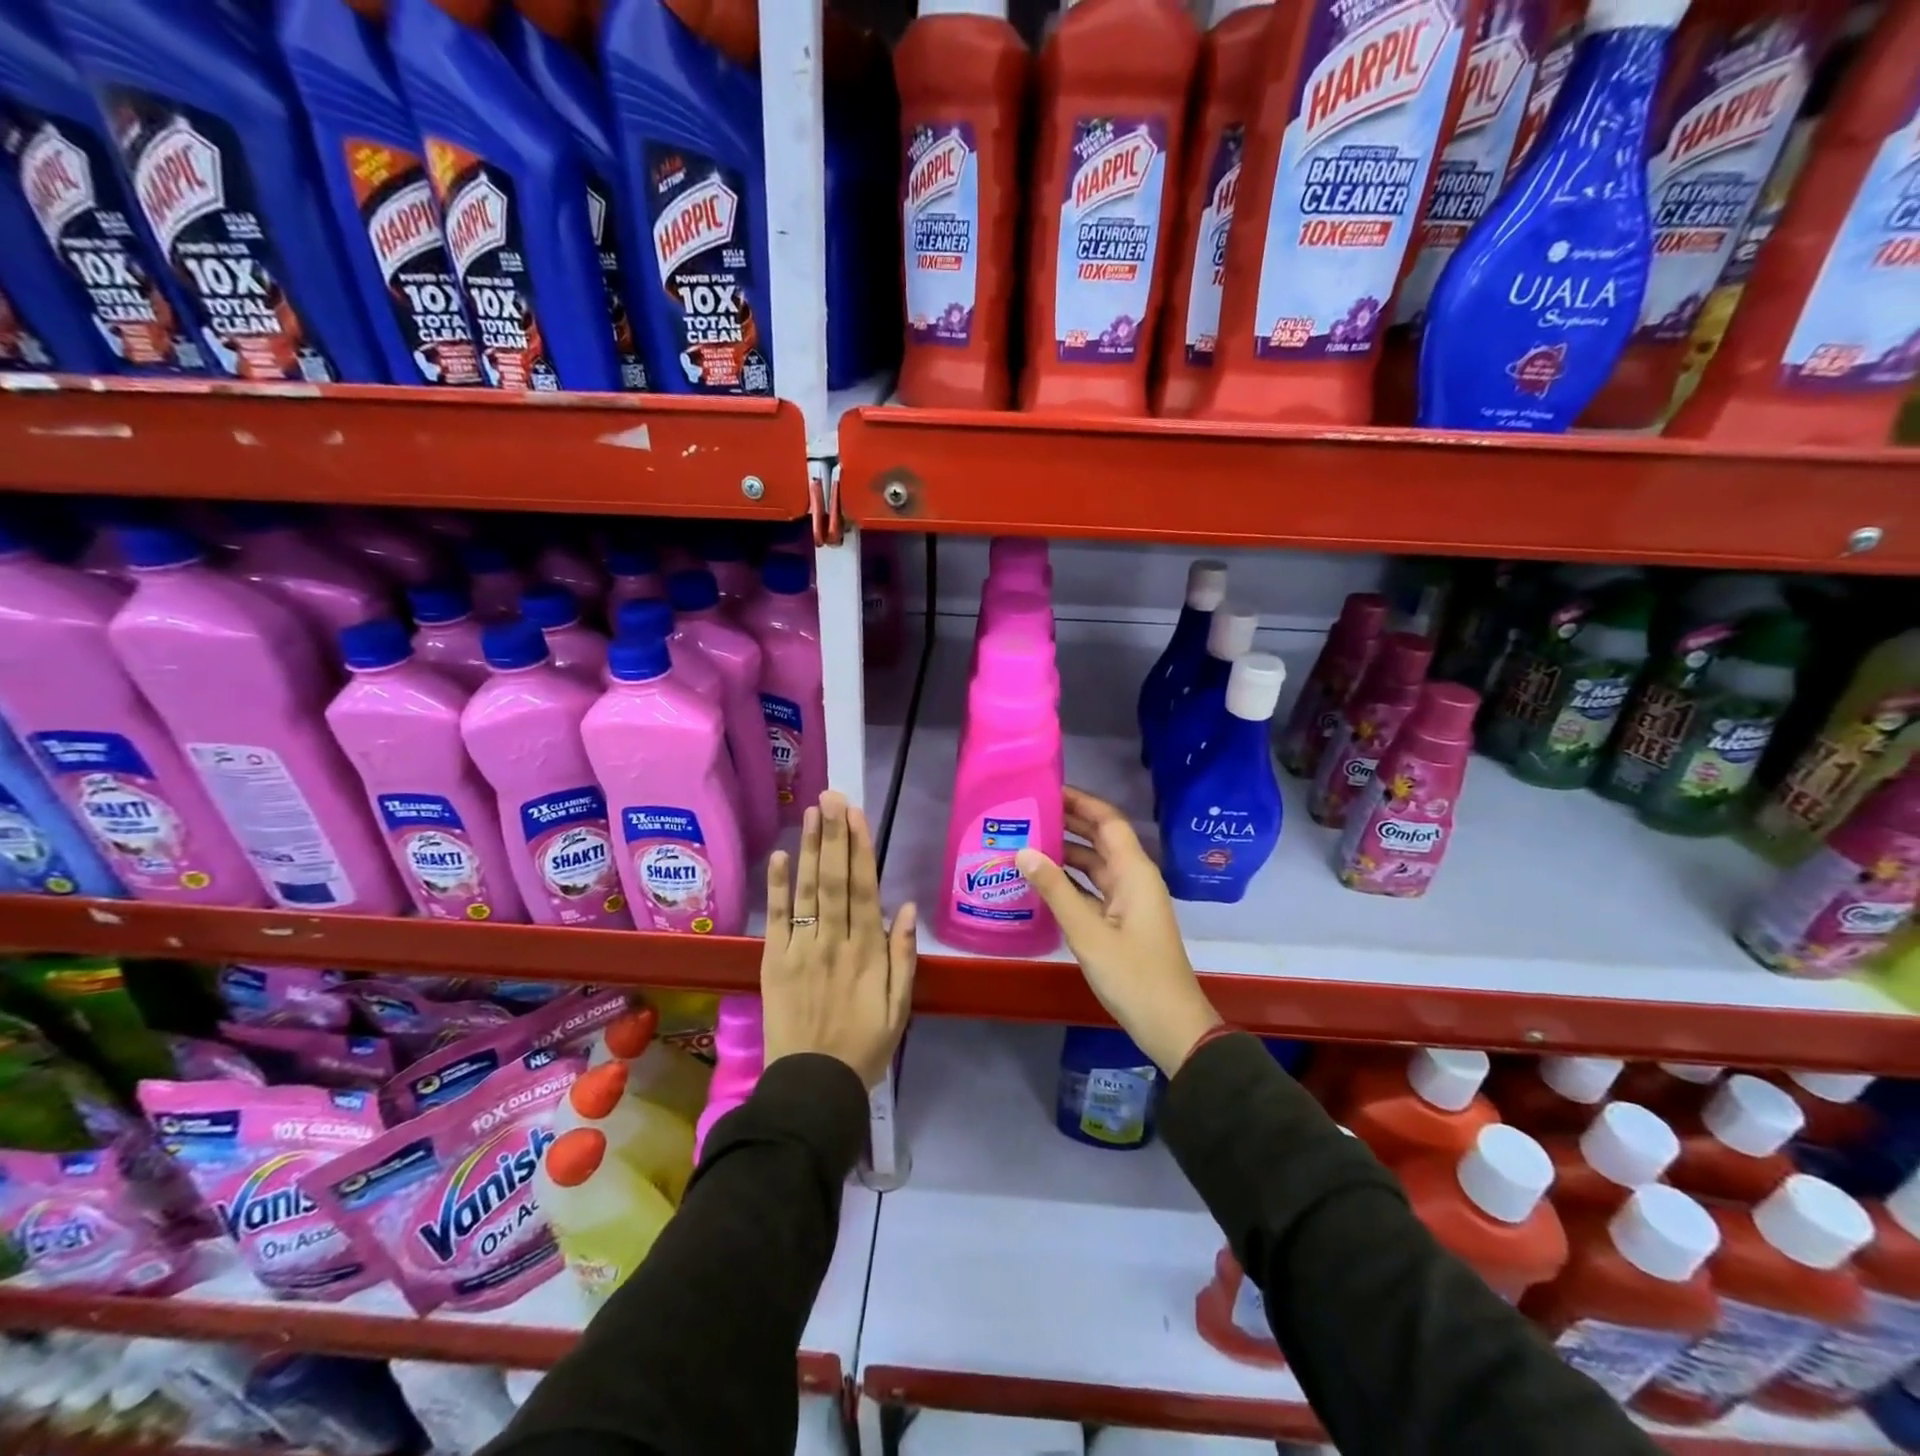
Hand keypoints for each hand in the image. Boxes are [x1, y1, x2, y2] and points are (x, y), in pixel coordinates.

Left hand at [762, 791, 916, 1087]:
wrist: (813, 1087)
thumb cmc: (864, 1047)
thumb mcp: (899, 1008)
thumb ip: (902, 957)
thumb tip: (904, 908)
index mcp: (867, 951)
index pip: (863, 889)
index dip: (860, 848)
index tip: (856, 815)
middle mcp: (834, 941)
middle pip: (834, 879)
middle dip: (834, 835)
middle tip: (832, 796)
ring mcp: (801, 949)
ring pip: (807, 891)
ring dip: (809, 849)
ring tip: (811, 812)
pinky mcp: (775, 962)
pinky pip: (776, 919)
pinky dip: (777, 887)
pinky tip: (778, 857)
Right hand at [1016, 786, 1221, 1075]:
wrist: (1170, 1024)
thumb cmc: (1133, 975)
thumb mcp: (1088, 932)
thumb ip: (1055, 890)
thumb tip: (1023, 851)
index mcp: (1134, 872)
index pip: (1108, 821)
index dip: (1081, 801)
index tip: (1047, 789)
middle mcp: (1133, 878)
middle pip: (1101, 838)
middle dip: (1069, 822)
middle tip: (1028, 811)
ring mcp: (1128, 900)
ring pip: (1095, 864)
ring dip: (1066, 851)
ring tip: (1026, 841)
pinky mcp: (1122, 920)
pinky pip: (1093, 888)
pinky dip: (1070, 880)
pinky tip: (1042, 881)